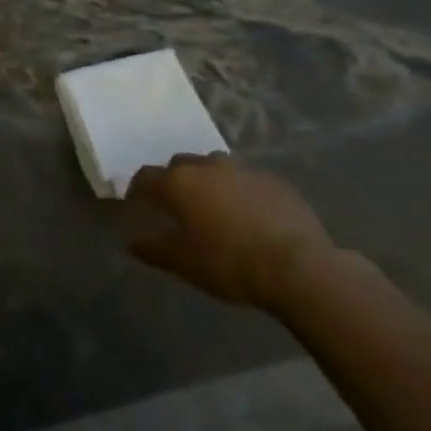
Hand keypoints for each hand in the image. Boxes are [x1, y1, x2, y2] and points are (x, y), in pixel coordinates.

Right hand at [127, 154, 335, 311]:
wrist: (297, 266)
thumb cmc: (229, 263)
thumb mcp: (184, 263)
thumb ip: (154, 249)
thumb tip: (133, 242)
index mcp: (180, 182)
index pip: (147, 177)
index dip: (137, 189)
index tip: (135, 204)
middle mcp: (208, 166)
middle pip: (181, 165)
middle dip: (174, 180)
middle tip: (176, 205)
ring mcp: (244, 170)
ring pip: (216, 168)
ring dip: (209, 182)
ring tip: (214, 208)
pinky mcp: (274, 181)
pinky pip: (248, 181)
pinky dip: (240, 192)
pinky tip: (249, 216)